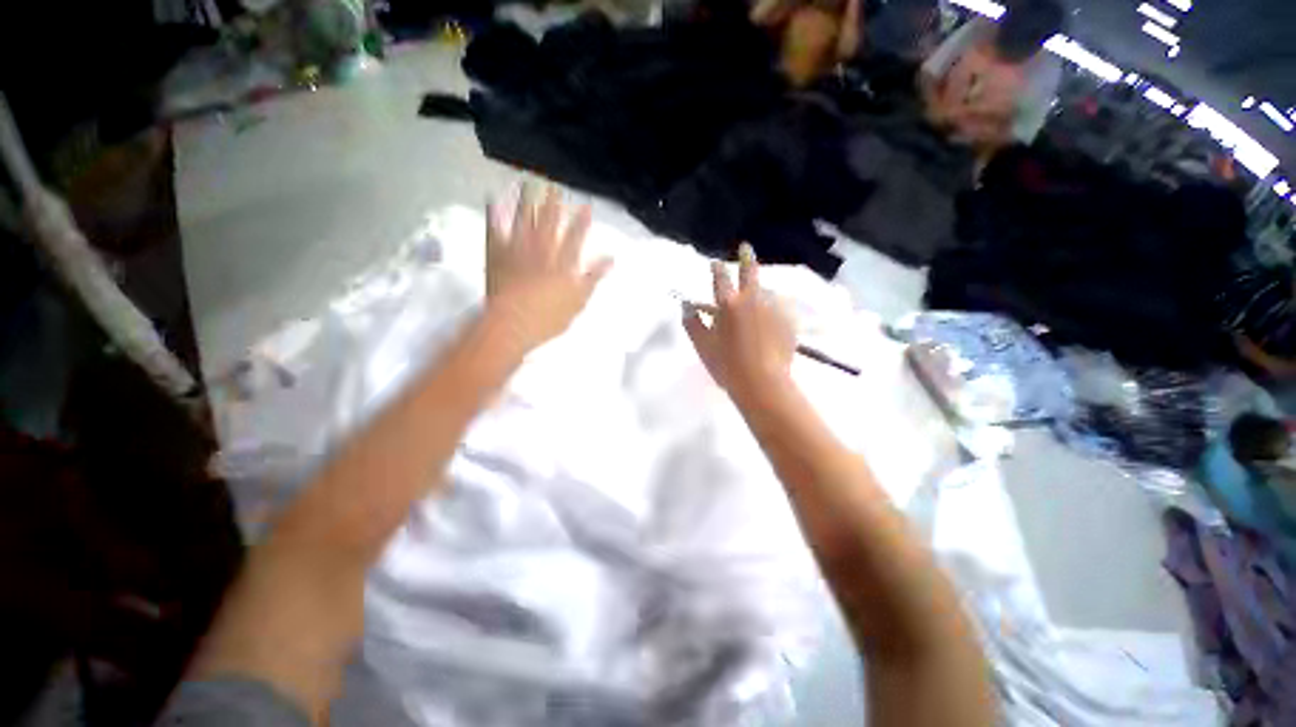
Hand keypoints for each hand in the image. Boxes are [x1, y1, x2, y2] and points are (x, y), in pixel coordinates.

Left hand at [485, 185, 612, 353]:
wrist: (511, 323)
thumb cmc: (548, 318)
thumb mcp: (578, 301)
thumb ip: (593, 278)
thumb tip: (610, 259)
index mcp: (562, 263)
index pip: (575, 237)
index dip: (581, 221)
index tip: (585, 206)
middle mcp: (541, 249)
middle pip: (549, 222)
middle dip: (553, 203)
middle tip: (554, 185)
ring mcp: (517, 249)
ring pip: (523, 219)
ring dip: (526, 200)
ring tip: (529, 182)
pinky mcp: (496, 254)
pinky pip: (494, 229)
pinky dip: (493, 213)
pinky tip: (492, 198)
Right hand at [684, 244, 795, 405]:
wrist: (762, 383)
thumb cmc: (727, 365)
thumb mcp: (703, 346)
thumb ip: (692, 323)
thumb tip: (686, 305)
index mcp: (727, 304)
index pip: (720, 278)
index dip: (717, 268)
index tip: (716, 262)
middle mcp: (751, 299)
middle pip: (749, 272)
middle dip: (746, 257)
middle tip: (746, 247)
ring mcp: (773, 308)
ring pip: (766, 291)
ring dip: (759, 291)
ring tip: (757, 300)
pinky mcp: (788, 320)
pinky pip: (779, 308)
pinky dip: (772, 309)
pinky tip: (770, 320)